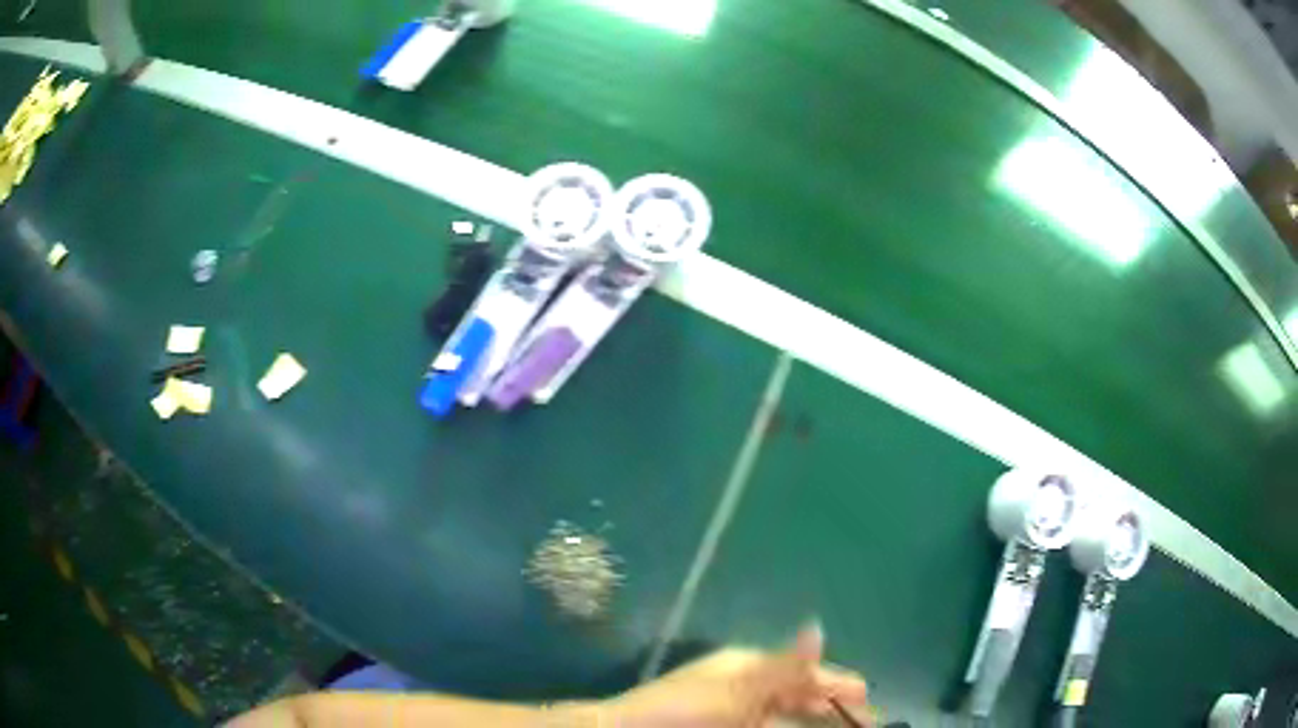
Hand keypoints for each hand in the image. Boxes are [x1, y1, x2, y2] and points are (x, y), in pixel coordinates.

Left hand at [603, 625, 871, 726]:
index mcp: (749, 667)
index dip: (838, 685)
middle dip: (832, 711)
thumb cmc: (682, 710)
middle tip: (866, 724)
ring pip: (788, 720)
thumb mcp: (736, 689)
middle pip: (801, 699)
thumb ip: (783, 667)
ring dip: (813, 726)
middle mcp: (747, 689)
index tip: (868, 701)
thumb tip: (819, 625)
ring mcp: (737, 715)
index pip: (805, 673)